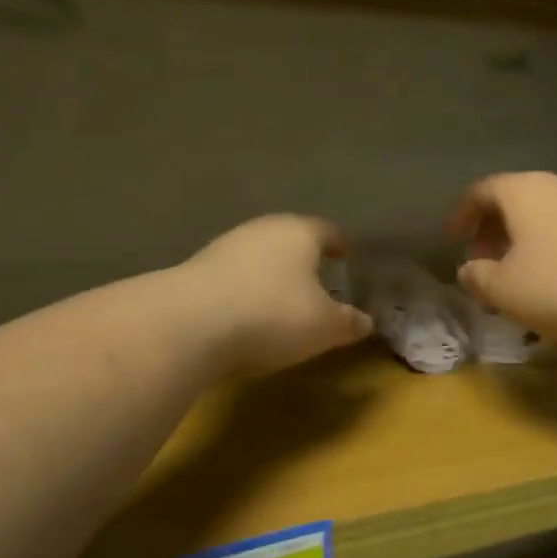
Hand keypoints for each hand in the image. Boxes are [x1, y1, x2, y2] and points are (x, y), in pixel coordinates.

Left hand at [179, 215, 373, 374]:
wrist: (189, 324)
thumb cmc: (272, 315)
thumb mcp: (324, 327)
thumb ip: (349, 322)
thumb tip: (367, 322)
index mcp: (299, 233)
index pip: (327, 230)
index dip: (338, 244)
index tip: (346, 256)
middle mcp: (262, 229)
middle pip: (289, 237)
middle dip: (303, 256)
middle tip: (317, 278)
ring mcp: (225, 246)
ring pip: (258, 255)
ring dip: (271, 272)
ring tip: (281, 297)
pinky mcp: (196, 269)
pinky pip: (232, 275)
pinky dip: (245, 288)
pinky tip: (246, 311)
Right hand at [444, 173, 556, 343]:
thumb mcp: (503, 289)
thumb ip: (476, 276)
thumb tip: (468, 269)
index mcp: (523, 191)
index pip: (481, 191)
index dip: (461, 214)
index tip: (451, 239)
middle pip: (513, 200)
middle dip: (492, 230)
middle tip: (482, 261)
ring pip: (543, 214)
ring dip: (522, 240)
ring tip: (515, 274)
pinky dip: (550, 245)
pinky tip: (553, 278)